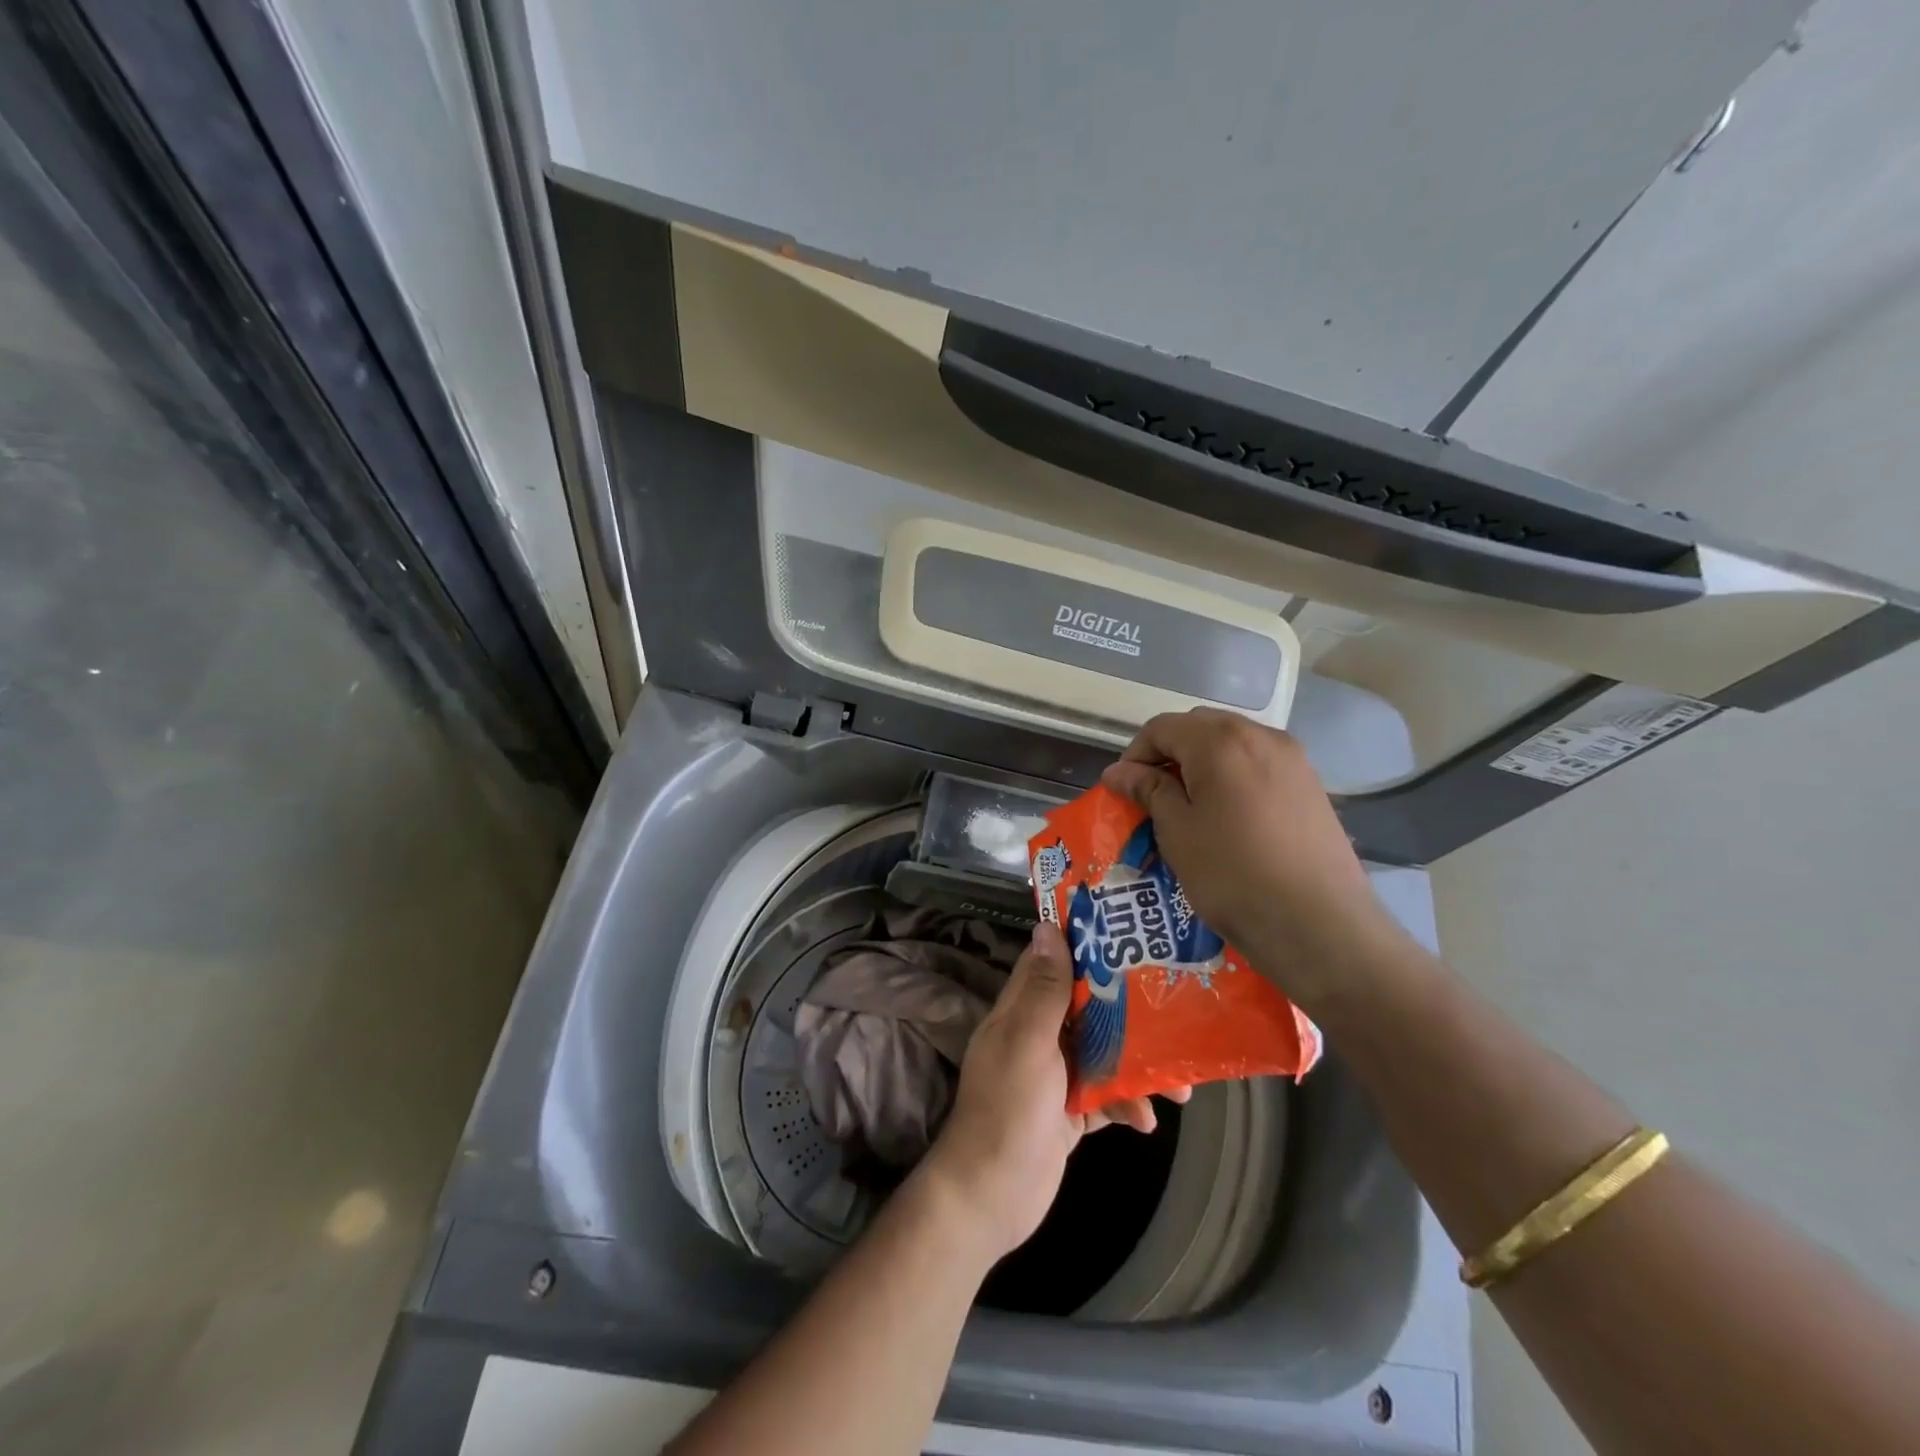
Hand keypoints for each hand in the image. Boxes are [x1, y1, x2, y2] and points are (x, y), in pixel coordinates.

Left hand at [918, 923, 1188, 1263]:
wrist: (990, 1198)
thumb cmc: (1008, 1110)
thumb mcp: (1027, 1042)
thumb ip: (1044, 990)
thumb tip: (1048, 925)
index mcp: (1020, 1011)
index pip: (1051, 963)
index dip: (1084, 945)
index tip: (1128, 933)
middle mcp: (1037, 1035)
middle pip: (1087, 1008)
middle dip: (1129, 1012)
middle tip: (1175, 1011)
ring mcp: (1054, 1075)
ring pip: (1104, 1053)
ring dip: (1139, 1066)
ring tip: (1180, 1088)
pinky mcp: (1068, 1112)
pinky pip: (1106, 1095)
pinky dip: (1127, 1104)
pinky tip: (1147, 1121)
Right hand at [1101, 708, 1405, 1012]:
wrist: (1318, 924)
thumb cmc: (1232, 873)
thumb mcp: (1177, 830)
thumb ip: (1148, 789)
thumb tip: (1118, 771)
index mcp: (1220, 740)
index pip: (1162, 728)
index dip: (1134, 755)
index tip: (1123, 791)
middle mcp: (1260, 735)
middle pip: (1200, 728)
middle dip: (1169, 754)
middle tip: (1153, 796)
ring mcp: (1293, 758)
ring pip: (1232, 744)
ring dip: (1202, 765)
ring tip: (1190, 808)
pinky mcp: (1311, 785)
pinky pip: (1259, 765)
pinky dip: (1234, 778)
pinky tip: (1229, 818)